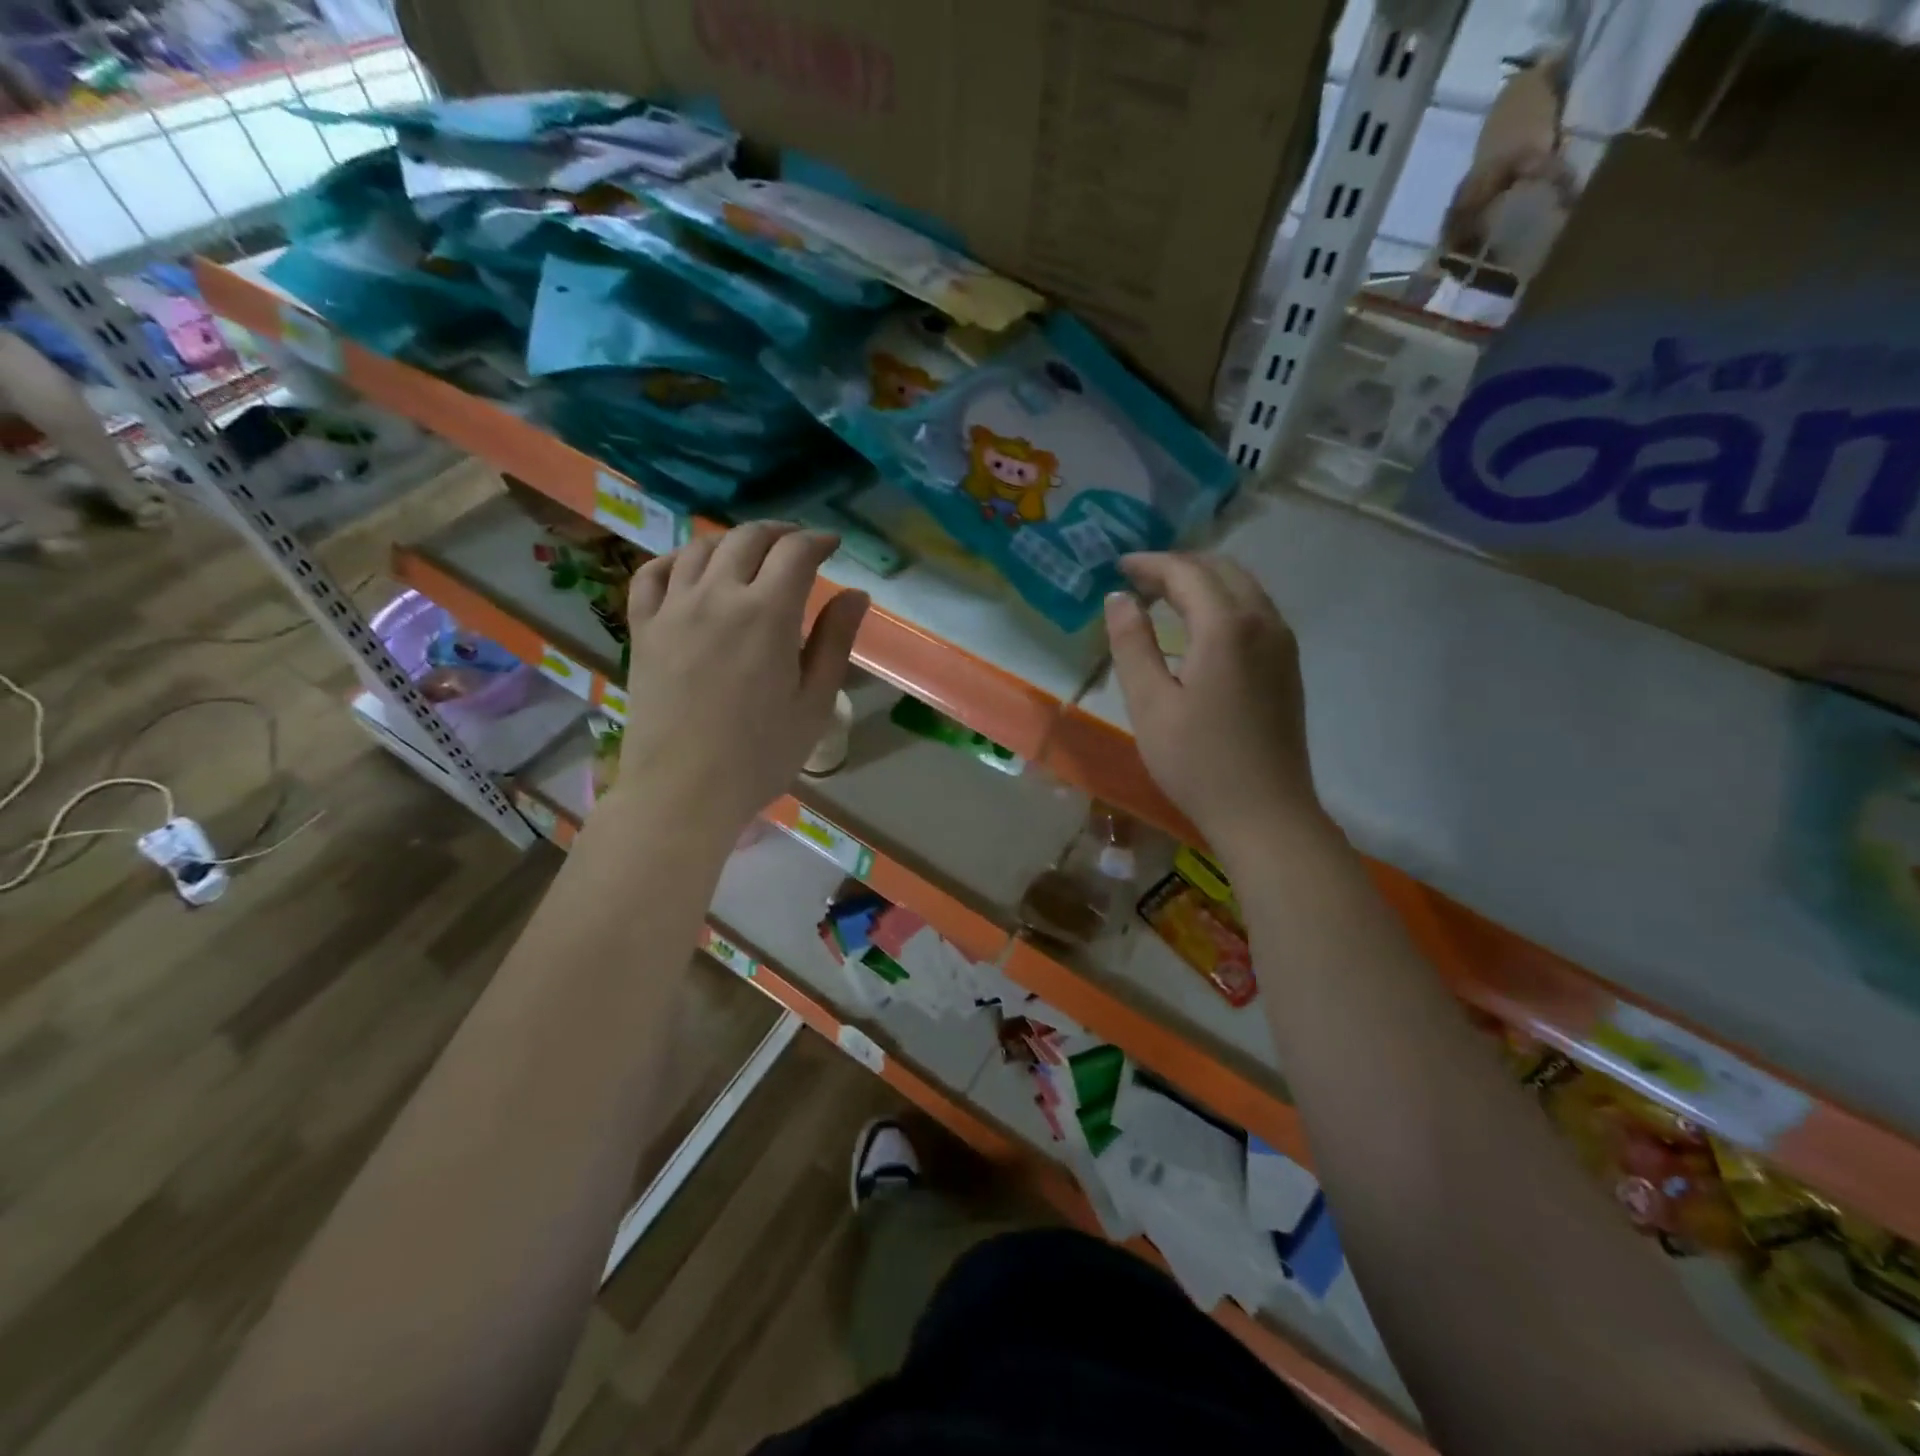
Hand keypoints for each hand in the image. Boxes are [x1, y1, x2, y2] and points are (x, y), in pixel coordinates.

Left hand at [614, 522, 866, 839]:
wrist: (683, 791)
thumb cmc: (761, 754)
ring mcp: (673, 609)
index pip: (795, 553)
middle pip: (747, 539)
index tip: (832, 546)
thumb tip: (856, 593)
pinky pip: (653, 574)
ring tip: (750, 555)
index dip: (818, 541)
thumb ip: (835, 640)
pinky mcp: (643, 629)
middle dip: (779, 534)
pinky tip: (690, 569)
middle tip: (797, 546)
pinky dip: (676, 559)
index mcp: (767, 614)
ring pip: (700, 548)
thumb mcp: (814, 702)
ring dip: (732, 541)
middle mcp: (716, 596)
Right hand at [1104, 553, 1327, 859]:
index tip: (1118, 568)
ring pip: (1243, 588)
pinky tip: (1199, 630)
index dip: (1150, 564)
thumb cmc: (1198, 762)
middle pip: (1221, 570)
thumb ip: (1132, 644)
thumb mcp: (1150, 704)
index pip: (1187, 572)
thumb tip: (1118, 598)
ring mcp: (1283, 643)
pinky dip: (1223, 603)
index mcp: (1227, 627)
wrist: (1265, 813)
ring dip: (1203, 582)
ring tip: (1163, 600)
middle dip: (1178, 567)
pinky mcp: (1288, 665)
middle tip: (1138, 582)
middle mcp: (1263, 622)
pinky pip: (1255, 611)